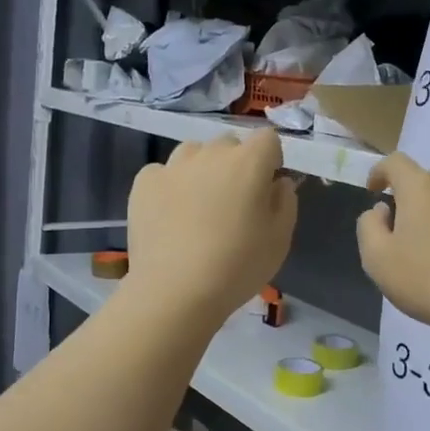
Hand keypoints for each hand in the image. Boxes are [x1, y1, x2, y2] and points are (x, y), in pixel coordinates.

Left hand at [125, 130, 297, 324]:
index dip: (270, 160)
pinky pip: (163, 172)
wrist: (174, 292)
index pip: (267, 138)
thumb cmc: (237, 267)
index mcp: (249, 162)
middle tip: (234, 202)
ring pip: (194, 153)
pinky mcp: (144, 183)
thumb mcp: (280, 240)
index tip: (267, 188)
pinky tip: (170, 215)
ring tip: (199, 205)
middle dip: (236, 165)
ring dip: (202, 169)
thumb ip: (285, 202)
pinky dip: (170, 186)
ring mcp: (173, 166)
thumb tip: (278, 183)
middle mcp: (210, 154)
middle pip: (229, 145)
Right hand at [357, 153, 429, 334]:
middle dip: (414, 202)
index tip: (375, 190)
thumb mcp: (376, 258)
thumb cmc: (425, 280)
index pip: (396, 163)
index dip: (381, 172)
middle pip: (428, 184)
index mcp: (421, 188)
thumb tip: (382, 210)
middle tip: (408, 235)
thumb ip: (369, 226)